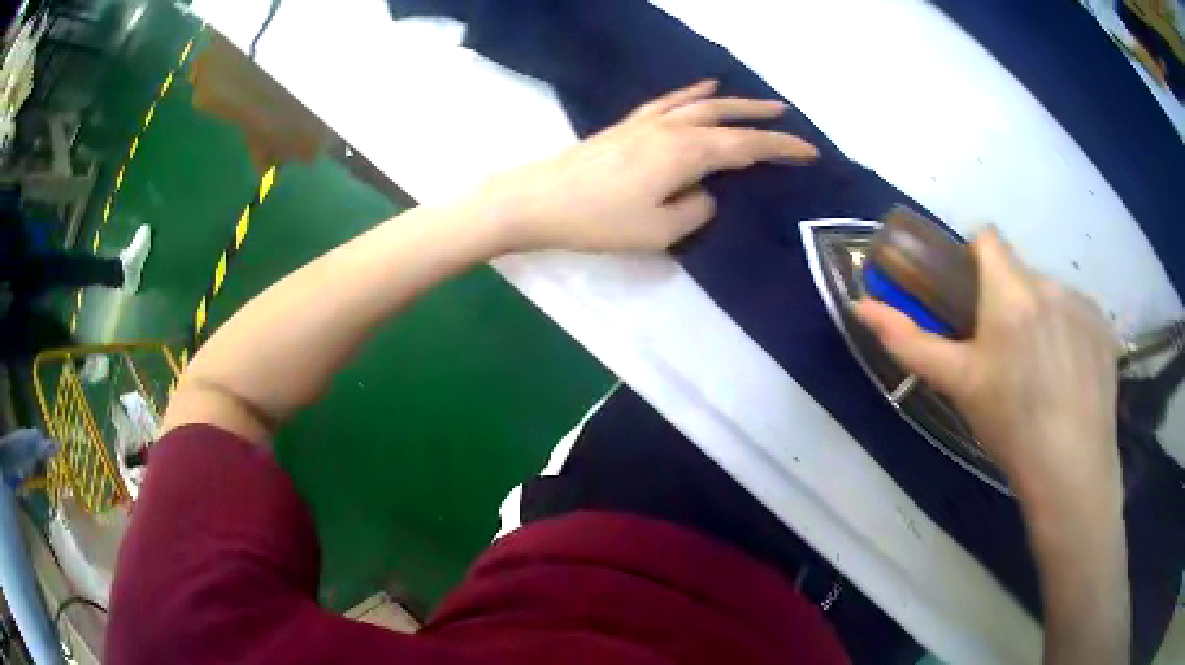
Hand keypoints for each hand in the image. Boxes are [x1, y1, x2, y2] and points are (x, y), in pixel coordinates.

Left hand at [477, 80, 817, 252]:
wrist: (540, 201)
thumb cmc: (600, 220)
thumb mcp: (660, 231)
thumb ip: (696, 210)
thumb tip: (704, 192)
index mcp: (687, 153)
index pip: (747, 148)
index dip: (781, 149)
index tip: (809, 152)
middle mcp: (673, 129)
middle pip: (727, 116)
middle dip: (762, 119)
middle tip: (790, 119)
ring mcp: (648, 123)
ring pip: (701, 104)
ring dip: (734, 102)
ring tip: (758, 103)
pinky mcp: (628, 126)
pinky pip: (669, 102)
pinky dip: (691, 93)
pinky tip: (702, 87)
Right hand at [854, 230, 1121, 511]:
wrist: (1071, 467)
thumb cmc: (1010, 424)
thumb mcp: (958, 385)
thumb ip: (910, 341)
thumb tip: (861, 306)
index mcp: (1010, 292)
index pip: (988, 238)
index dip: (975, 259)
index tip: (974, 300)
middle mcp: (1050, 284)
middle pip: (1021, 274)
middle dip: (1010, 301)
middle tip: (1007, 357)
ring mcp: (1083, 304)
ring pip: (1052, 297)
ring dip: (1042, 319)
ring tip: (1043, 375)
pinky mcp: (1105, 329)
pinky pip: (1080, 316)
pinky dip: (1071, 335)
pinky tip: (1070, 379)